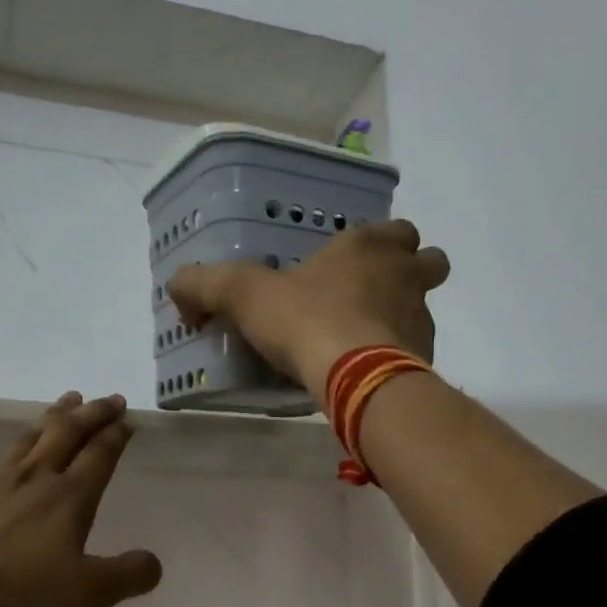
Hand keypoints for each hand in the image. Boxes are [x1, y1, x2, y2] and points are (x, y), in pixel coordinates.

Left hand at [0, 392, 162, 606]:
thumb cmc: (12, 593)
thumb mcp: (83, 595)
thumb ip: (126, 577)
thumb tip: (154, 562)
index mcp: (68, 497)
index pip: (100, 455)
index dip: (116, 435)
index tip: (126, 419)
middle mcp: (34, 477)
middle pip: (68, 432)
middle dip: (92, 412)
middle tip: (108, 398)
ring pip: (32, 435)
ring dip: (55, 415)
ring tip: (66, 401)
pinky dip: (18, 441)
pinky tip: (13, 450)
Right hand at [168, 220, 450, 399]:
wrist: (356, 376)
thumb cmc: (306, 321)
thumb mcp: (244, 295)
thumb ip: (205, 284)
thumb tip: (178, 288)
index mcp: (368, 247)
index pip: (396, 229)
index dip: (380, 242)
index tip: (354, 261)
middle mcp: (405, 275)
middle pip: (429, 260)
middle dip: (410, 270)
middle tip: (375, 292)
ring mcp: (422, 316)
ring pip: (426, 305)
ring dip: (406, 314)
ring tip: (368, 337)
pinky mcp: (425, 357)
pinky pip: (419, 349)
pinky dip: (402, 355)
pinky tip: (371, 370)